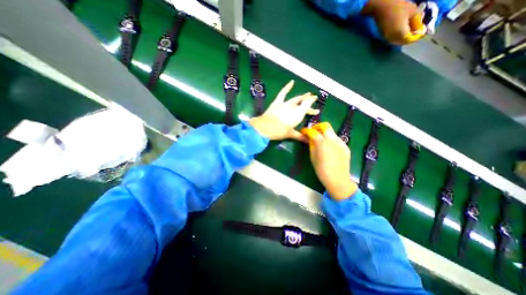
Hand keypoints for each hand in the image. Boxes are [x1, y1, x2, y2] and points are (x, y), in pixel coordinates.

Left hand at [249, 80, 317, 140]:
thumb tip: (308, 141)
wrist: (264, 127)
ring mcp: (285, 103)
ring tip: (307, 94)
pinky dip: (287, 87)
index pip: (307, 106)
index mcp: (298, 114)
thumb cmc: (279, 131)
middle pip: (303, 103)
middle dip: (309, 101)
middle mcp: (293, 107)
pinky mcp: (277, 102)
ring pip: (296, 99)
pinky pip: (283, 93)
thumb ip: (300, 136)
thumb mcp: (290, 134)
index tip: (316, 105)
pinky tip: (292, 82)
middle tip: (314, 100)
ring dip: (302, 96)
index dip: (312, 103)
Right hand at [303, 122, 359, 200]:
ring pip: (332, 132)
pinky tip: (329, 149)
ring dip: (325, 134)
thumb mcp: (313, 157)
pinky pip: (337, 140)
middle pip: (325, 125)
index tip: (303, 132)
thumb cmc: (322, 170)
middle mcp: (332, 139)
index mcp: (322, 143)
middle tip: (313, 132)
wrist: (338, 180)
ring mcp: (340, 142)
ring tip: (321, 142)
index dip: (306, 130)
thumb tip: (310, 139)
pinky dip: (331, 140)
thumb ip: (311, 145)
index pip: (312, 132)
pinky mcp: (345, 147)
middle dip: (318, 127)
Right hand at [362, 0, 426, 44]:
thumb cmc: (399, 7)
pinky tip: (402, 30)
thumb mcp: (413, 12)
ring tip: (411, 29)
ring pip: (398, 42)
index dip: (417, 36)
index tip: (423, 30)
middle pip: (403, 42)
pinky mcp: (384, 36)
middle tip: (418, 30)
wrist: (383, 8)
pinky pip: (393, 39)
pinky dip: (399, 37)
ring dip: (405, 38)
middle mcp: (393, 39)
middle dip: (411, 37)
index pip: (410, 40)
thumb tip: (420, 29)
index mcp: (401, 34)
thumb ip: (418, 22)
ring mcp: (387, 38)